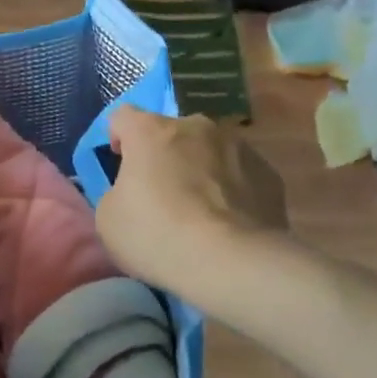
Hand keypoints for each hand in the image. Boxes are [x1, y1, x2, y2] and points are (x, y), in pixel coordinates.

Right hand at [96, 106, 286, 291]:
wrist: (231, 262)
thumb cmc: (157, 235)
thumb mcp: (108, 219)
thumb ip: (116, 192)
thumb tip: (132, 191)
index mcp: (151, 131)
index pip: (123, 116)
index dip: (118, 137)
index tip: (120, 163)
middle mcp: (196, 126)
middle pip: (171, 132)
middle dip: (164, 155)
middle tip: (161, 194)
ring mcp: (238, 146)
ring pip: (209, 151)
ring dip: (200, 169)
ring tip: (200, 212)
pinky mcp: (268, 173)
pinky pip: (240, 175)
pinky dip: (231, 190)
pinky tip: (228, 223)